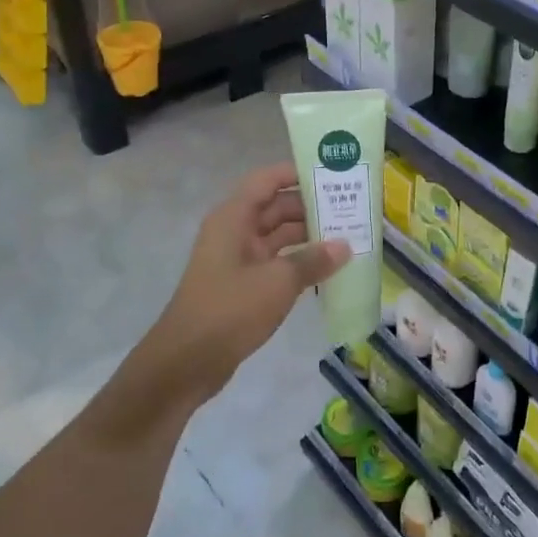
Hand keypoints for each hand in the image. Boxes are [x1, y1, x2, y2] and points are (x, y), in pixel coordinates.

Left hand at [133, 163, 348, 416]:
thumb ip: (313, 260)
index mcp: (234, 218)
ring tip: (347, 235)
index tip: (332, 174)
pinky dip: (299, 261)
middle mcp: (234, 231)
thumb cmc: (229, 310)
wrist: (186, 363)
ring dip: (309, 236)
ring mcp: (237, 259)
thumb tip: (344, 246)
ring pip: (278, 236)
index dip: (297, 173)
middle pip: (276, 207)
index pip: (267, 180)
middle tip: (351, 207)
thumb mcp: (278, 282)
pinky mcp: (242, 285)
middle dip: (311, 207)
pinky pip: (276, 262)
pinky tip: (328, 268)